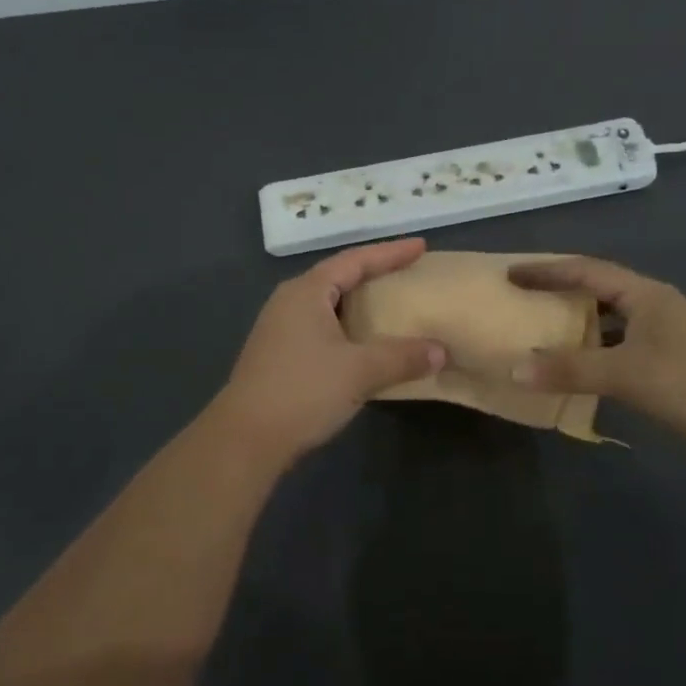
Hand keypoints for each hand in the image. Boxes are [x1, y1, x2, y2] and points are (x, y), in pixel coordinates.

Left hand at [208, 238, 445, 461]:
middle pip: (338, 277)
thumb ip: (402, 356)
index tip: (420, 246)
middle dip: (373, 273)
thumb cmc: (303, 391)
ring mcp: (279, 328)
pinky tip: (362, 343)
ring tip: (389, 304)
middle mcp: (289, 301)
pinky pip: (320, 326)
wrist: (245, 439)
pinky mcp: (277, 354)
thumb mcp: (359, 371)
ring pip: (327, 304)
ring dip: (359, 303)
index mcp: (306, 291)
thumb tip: (440, 351)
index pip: (355, 260)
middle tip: (407, 272)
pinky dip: (347, 326)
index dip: (389, 253)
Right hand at [508, 256, 685, 457]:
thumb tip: (515, 368)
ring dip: (578, 327)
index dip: (547, 270)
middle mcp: (653, 308)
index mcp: (644, 294)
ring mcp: (665, 337)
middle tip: (523, 301)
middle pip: (598, 292)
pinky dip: (595, 356)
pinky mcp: (670, 366)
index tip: (511, 274)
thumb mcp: (626, 372)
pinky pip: (620, 351)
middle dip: (560, 294)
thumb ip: (571, 369)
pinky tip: (578, 373)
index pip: (585, 271)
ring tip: (541, 334)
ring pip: (610, 323)